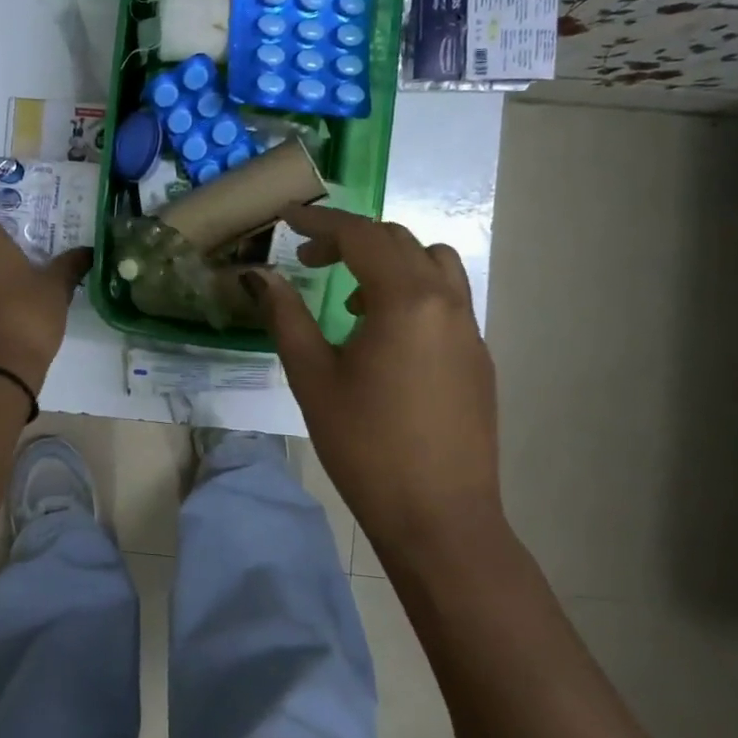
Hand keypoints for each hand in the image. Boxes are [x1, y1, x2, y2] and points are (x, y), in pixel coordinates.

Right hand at [249, 205, 500, 553]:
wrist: (439, 518)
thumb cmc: (365, 445)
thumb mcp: (313, 377)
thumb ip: (285, 316)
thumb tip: (258, 276)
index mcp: (406, 300)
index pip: (361, 236)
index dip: (320, 222)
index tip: (287, 219)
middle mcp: (446, 302)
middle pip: (398, 242)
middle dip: (350, 239)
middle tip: (308, 259)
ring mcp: (469, 329)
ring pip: (432, 264)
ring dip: (388, 261)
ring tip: (350, 297)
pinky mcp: (478, 357)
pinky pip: (446, 298)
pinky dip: (411, 290)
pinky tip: (382, 335)